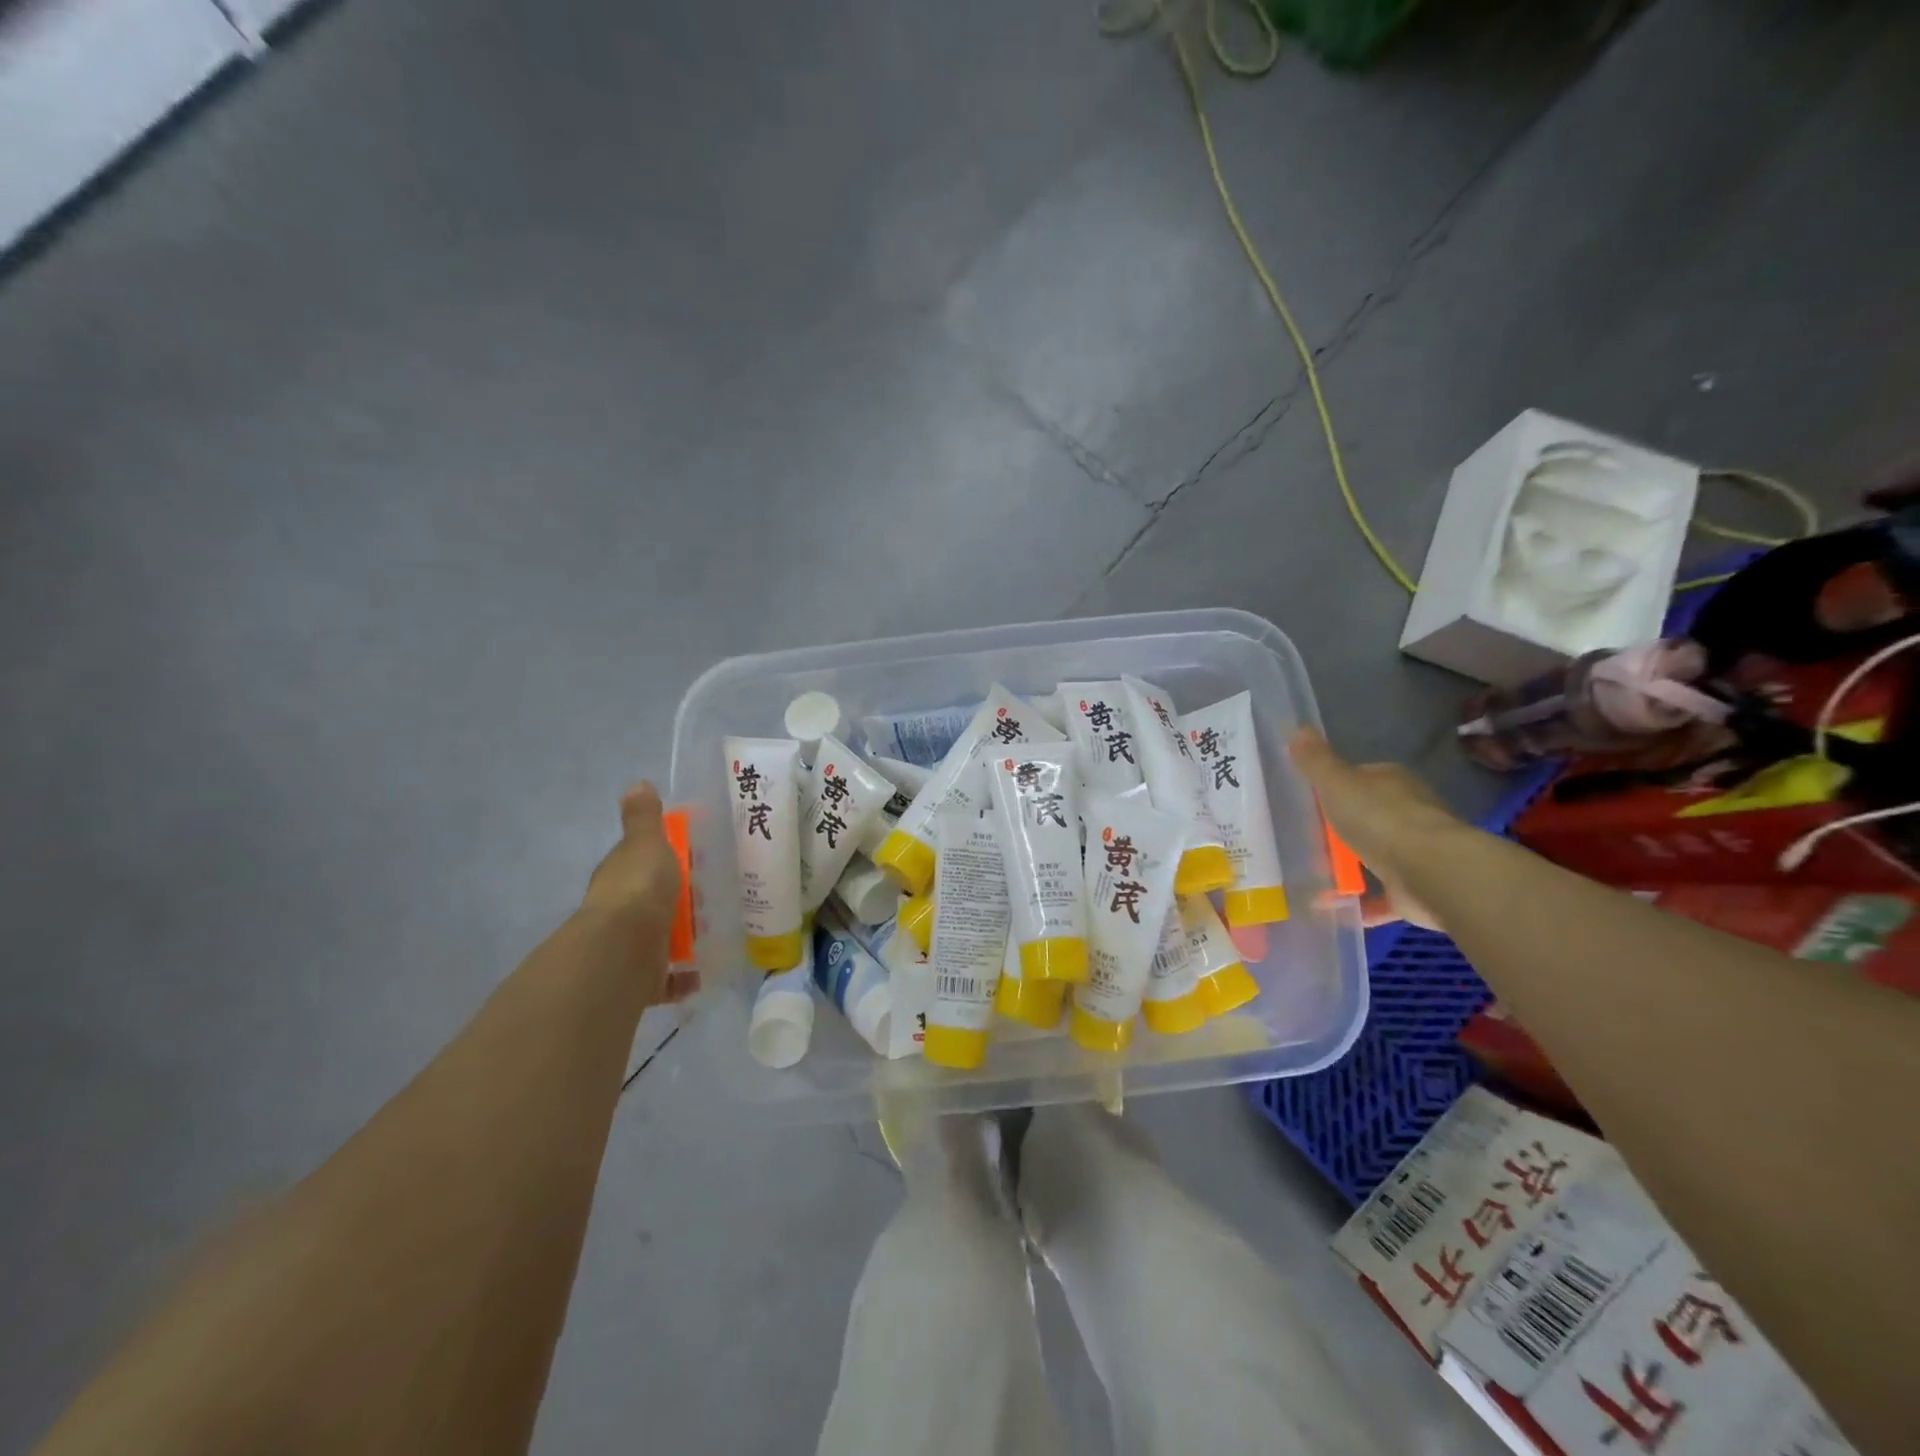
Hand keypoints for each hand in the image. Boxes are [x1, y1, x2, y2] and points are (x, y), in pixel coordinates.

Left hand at [579, 783, 693, 1002]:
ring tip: (713, 933)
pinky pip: (666, 980)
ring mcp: (629, 948)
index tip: (691, 860)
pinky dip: (683, 978)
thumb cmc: (638, 889)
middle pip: (651, 903)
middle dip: (676, 902)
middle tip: (709, 898)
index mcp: (620, 877)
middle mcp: (619, 913)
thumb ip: (644, 818)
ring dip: (681, 938)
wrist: (623, 950)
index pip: (639, 864)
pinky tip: (702, 973)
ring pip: (658, 940)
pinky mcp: (642, 980)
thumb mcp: (646, 843)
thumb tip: (637, 784)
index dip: (662, 860)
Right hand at [1288, 728, 1467, 930]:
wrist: (1432, 873)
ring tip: (1312, 874)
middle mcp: (1409, 813)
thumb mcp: (1337, 784)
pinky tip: (1333, 908)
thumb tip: (1297, 729)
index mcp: (1391, 782)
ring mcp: (1416, 852)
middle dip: (1342, 826)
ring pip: (1376, 854)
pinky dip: (1361, 902)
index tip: (1308, 799)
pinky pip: (1381, 895)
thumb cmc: (1381, 819)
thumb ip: (1316, 761)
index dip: (1336, 786)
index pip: (1361, 778)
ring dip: (1351, 864)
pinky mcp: (1416, 889)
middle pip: (1368, 816)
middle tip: (1304, 837)